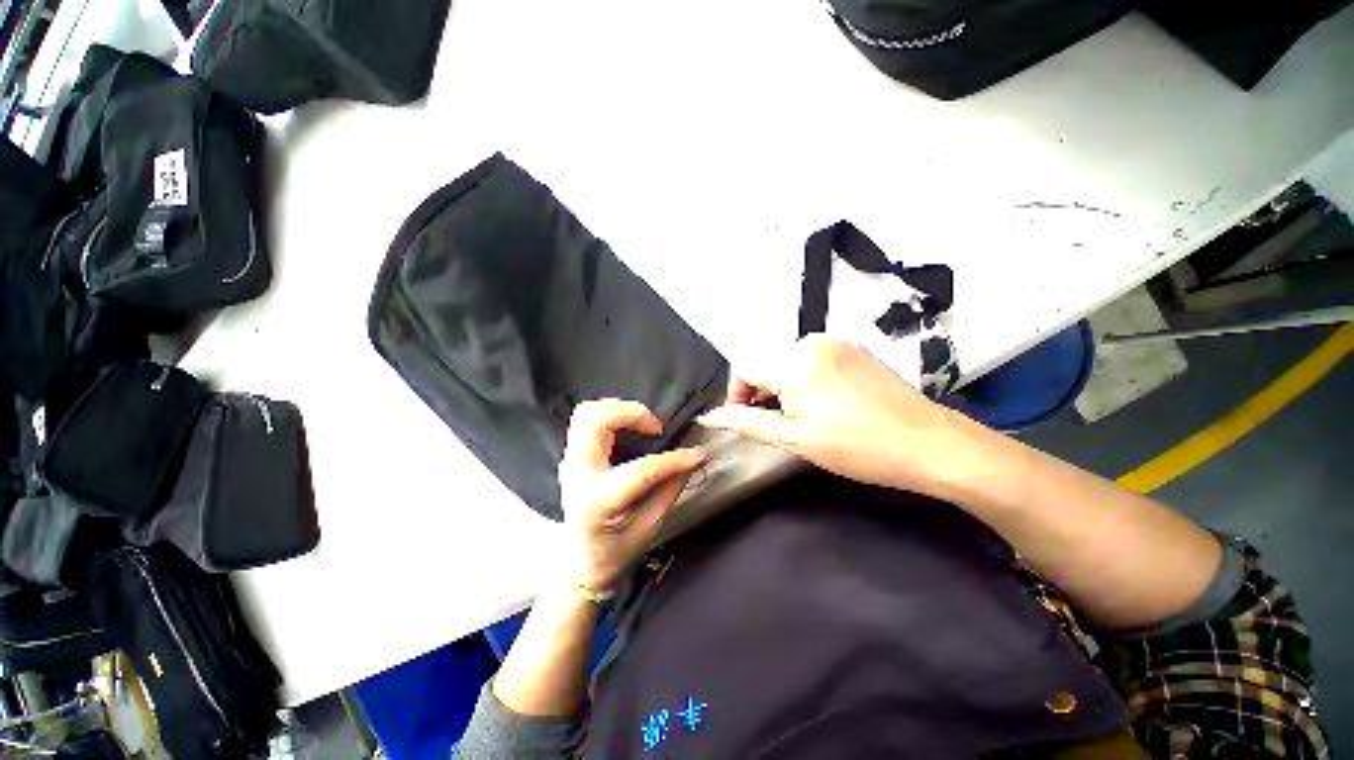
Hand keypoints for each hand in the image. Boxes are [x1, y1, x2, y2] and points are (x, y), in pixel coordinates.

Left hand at [558, 400, 706, 592]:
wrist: (580, 560)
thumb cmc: (615, 550)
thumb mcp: (650, 525)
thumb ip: (671, 488)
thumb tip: (692, 460)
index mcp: (597, 500)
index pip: (640, 469)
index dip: (674, 459)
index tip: (696, 454)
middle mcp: (578, 474)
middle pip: (594, 418)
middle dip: (631, 412)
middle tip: (656, 427)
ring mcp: (571, 461)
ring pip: (587, 412)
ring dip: (620, 410)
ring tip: (644, 425)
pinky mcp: (573, 455)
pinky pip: (588, 421)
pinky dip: (613, 417)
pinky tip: (630, 430)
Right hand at [697, 335, 957, 494]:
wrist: (929, 443)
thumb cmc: (857, 446)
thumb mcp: (794, 438)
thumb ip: (746, 423)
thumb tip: (709, 416)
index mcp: (793, 361)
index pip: (744, 368)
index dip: (737, 395)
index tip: (746, 419)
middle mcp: (811, 341)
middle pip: (766, 363)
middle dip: (761, 392)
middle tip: (777, 424)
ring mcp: (836, 342)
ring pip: (788, 361)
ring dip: (783, 386)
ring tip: (801, 416)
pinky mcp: (853, 348)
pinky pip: (812, 358)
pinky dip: (805, 378)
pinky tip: (823, 403)